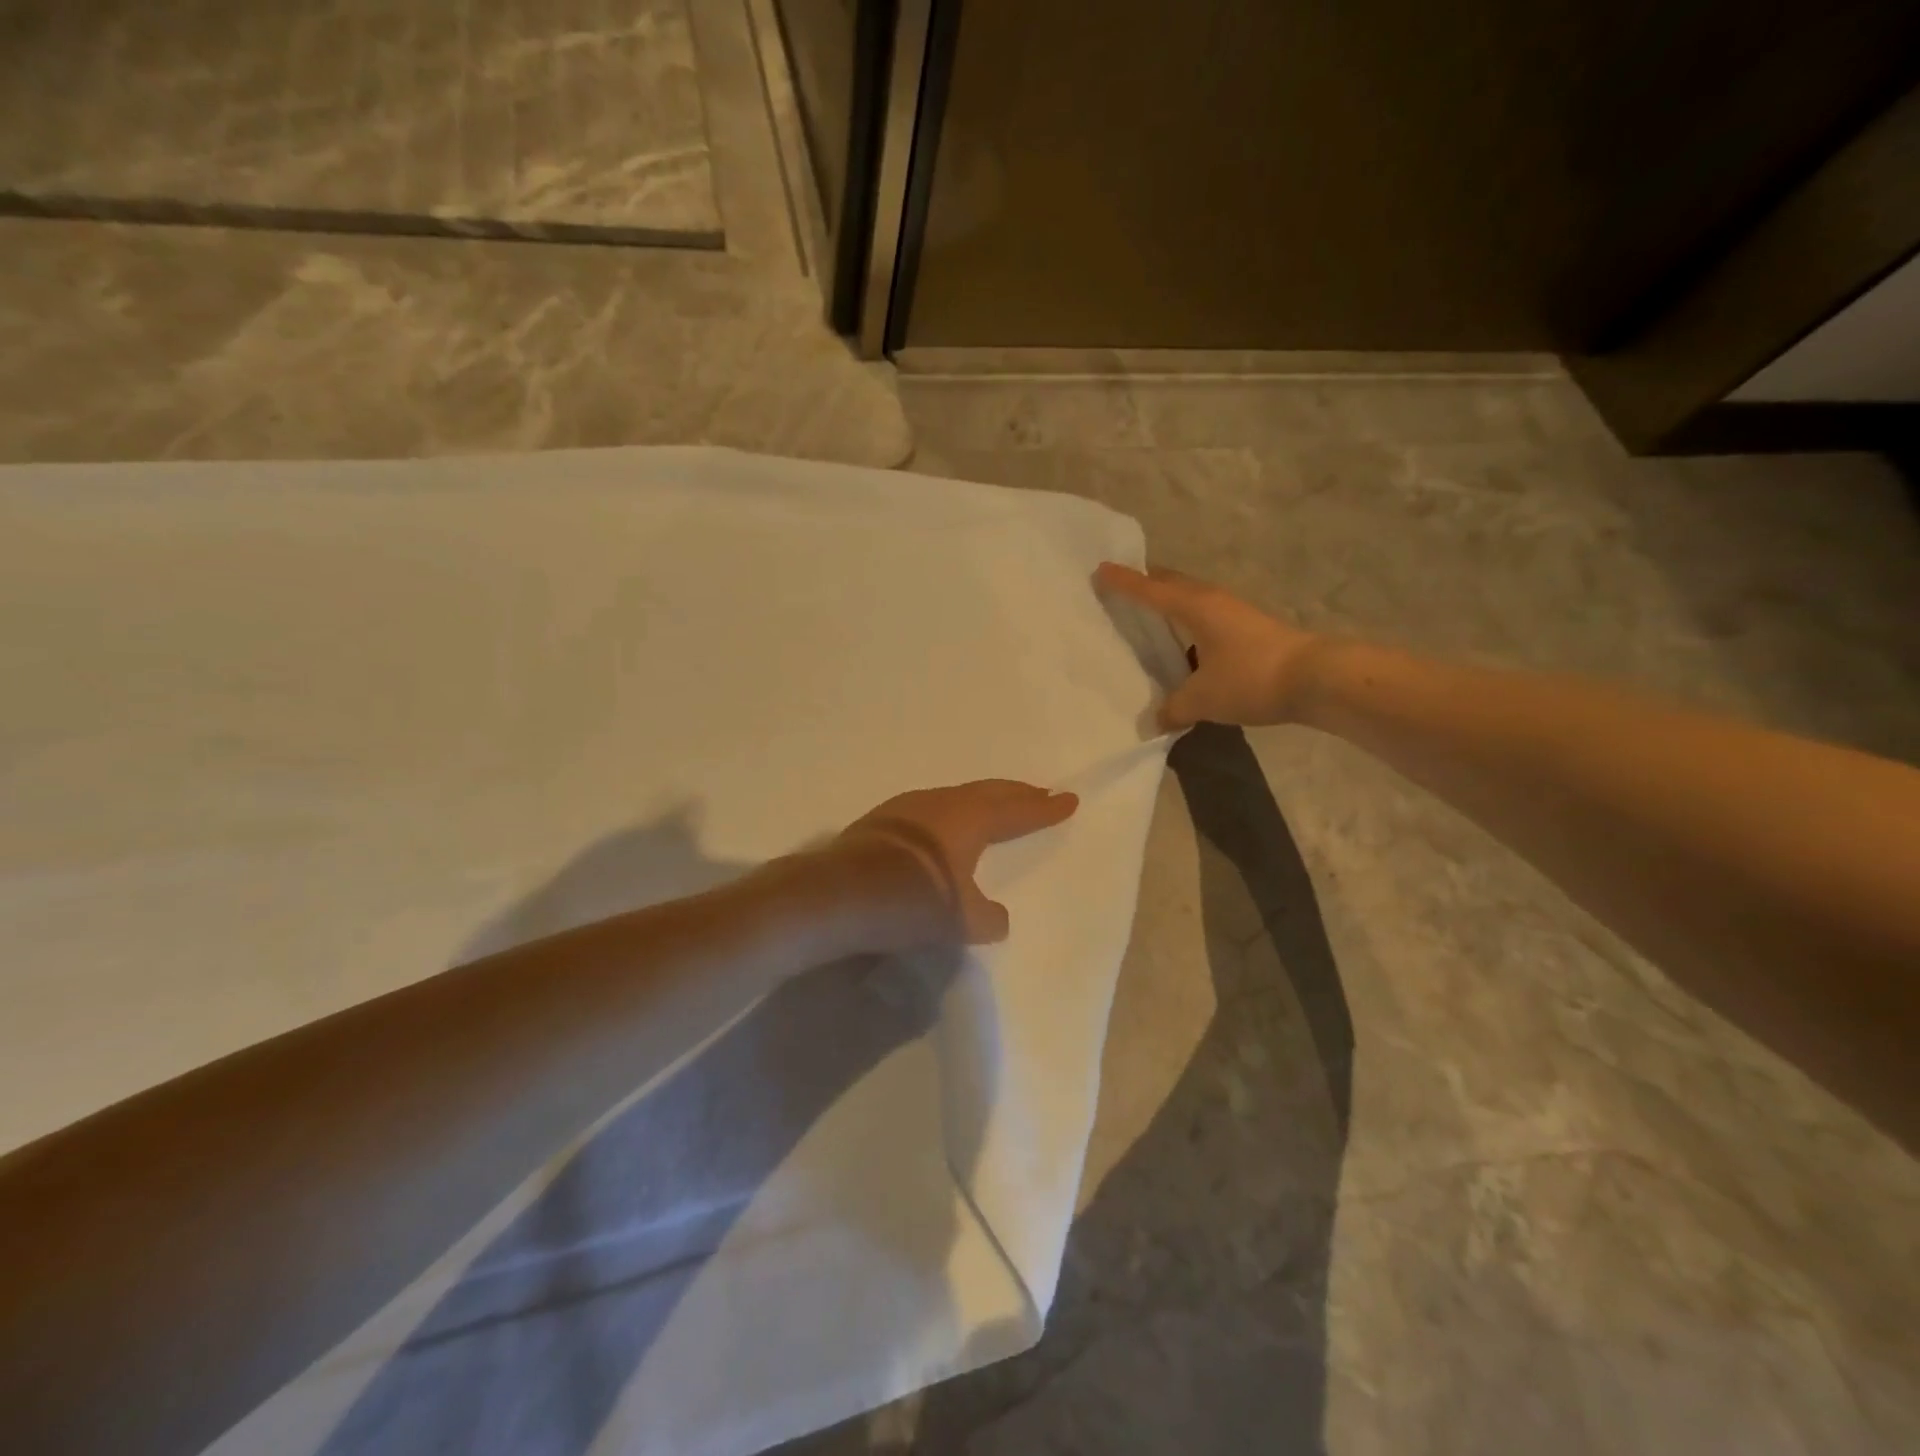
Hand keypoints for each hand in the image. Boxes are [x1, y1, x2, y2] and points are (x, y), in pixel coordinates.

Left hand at [841, 780, 1078, 943]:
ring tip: (995, 807)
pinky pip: (931, 810)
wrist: (836, 895)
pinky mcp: (880, 822)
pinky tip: (943, 828)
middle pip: (988, 793)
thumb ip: (987, 917)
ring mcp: (905, 809)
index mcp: (969, 819)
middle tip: (1040, 794)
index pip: (1017, 811)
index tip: (1069, 800)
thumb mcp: (961, 920)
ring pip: (956, 798)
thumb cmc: (910, 902)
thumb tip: (996, 916)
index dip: (1044, 809)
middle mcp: (940, 804)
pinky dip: (951, 815)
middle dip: (1017, 795)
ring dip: (982, 802)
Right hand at [1095, 563, 1322, 729]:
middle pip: (1172, 584)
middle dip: (1147, 583)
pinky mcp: (1249, 630)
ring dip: (1170, 604)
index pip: (1150, 590)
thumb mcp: (1203, 698)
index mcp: (1195, 606)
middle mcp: (1213, 601)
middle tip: (1122, 587)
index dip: (1123, 582)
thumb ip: (1173, 708)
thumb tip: (1155, 721)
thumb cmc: (1250, 677)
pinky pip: (1206, 618)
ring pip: (1191, 600)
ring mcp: (1234, 614)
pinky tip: (1184, 647)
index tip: (1100, 570)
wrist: (1316, 679)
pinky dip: (1188, 625)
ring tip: (1148, 617)